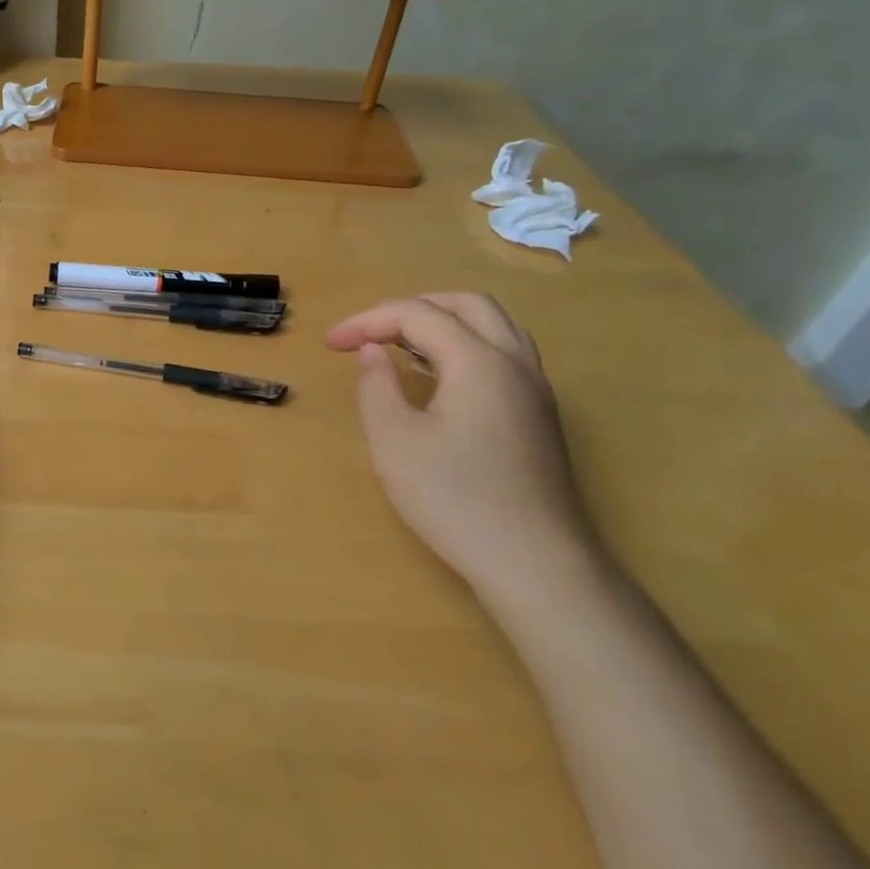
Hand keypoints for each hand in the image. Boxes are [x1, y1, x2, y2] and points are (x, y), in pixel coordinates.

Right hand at [326, 294, 596, 602]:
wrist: (536, 564)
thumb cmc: (455, 499)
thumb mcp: (394, 441)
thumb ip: (377, 386)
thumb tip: (374, 352)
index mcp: (479, 361)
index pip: (418, 315)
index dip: (368, 321)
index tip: (330, 344)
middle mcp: (515, 363)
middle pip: (466, 304)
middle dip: (411, 308)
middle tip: (370, 332)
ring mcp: (535, 390)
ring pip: (492, 327)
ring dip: (442, 323)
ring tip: (400, 347)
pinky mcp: (539, 416)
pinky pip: (502, 355)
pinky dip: (463, 347)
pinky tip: (437, 378)